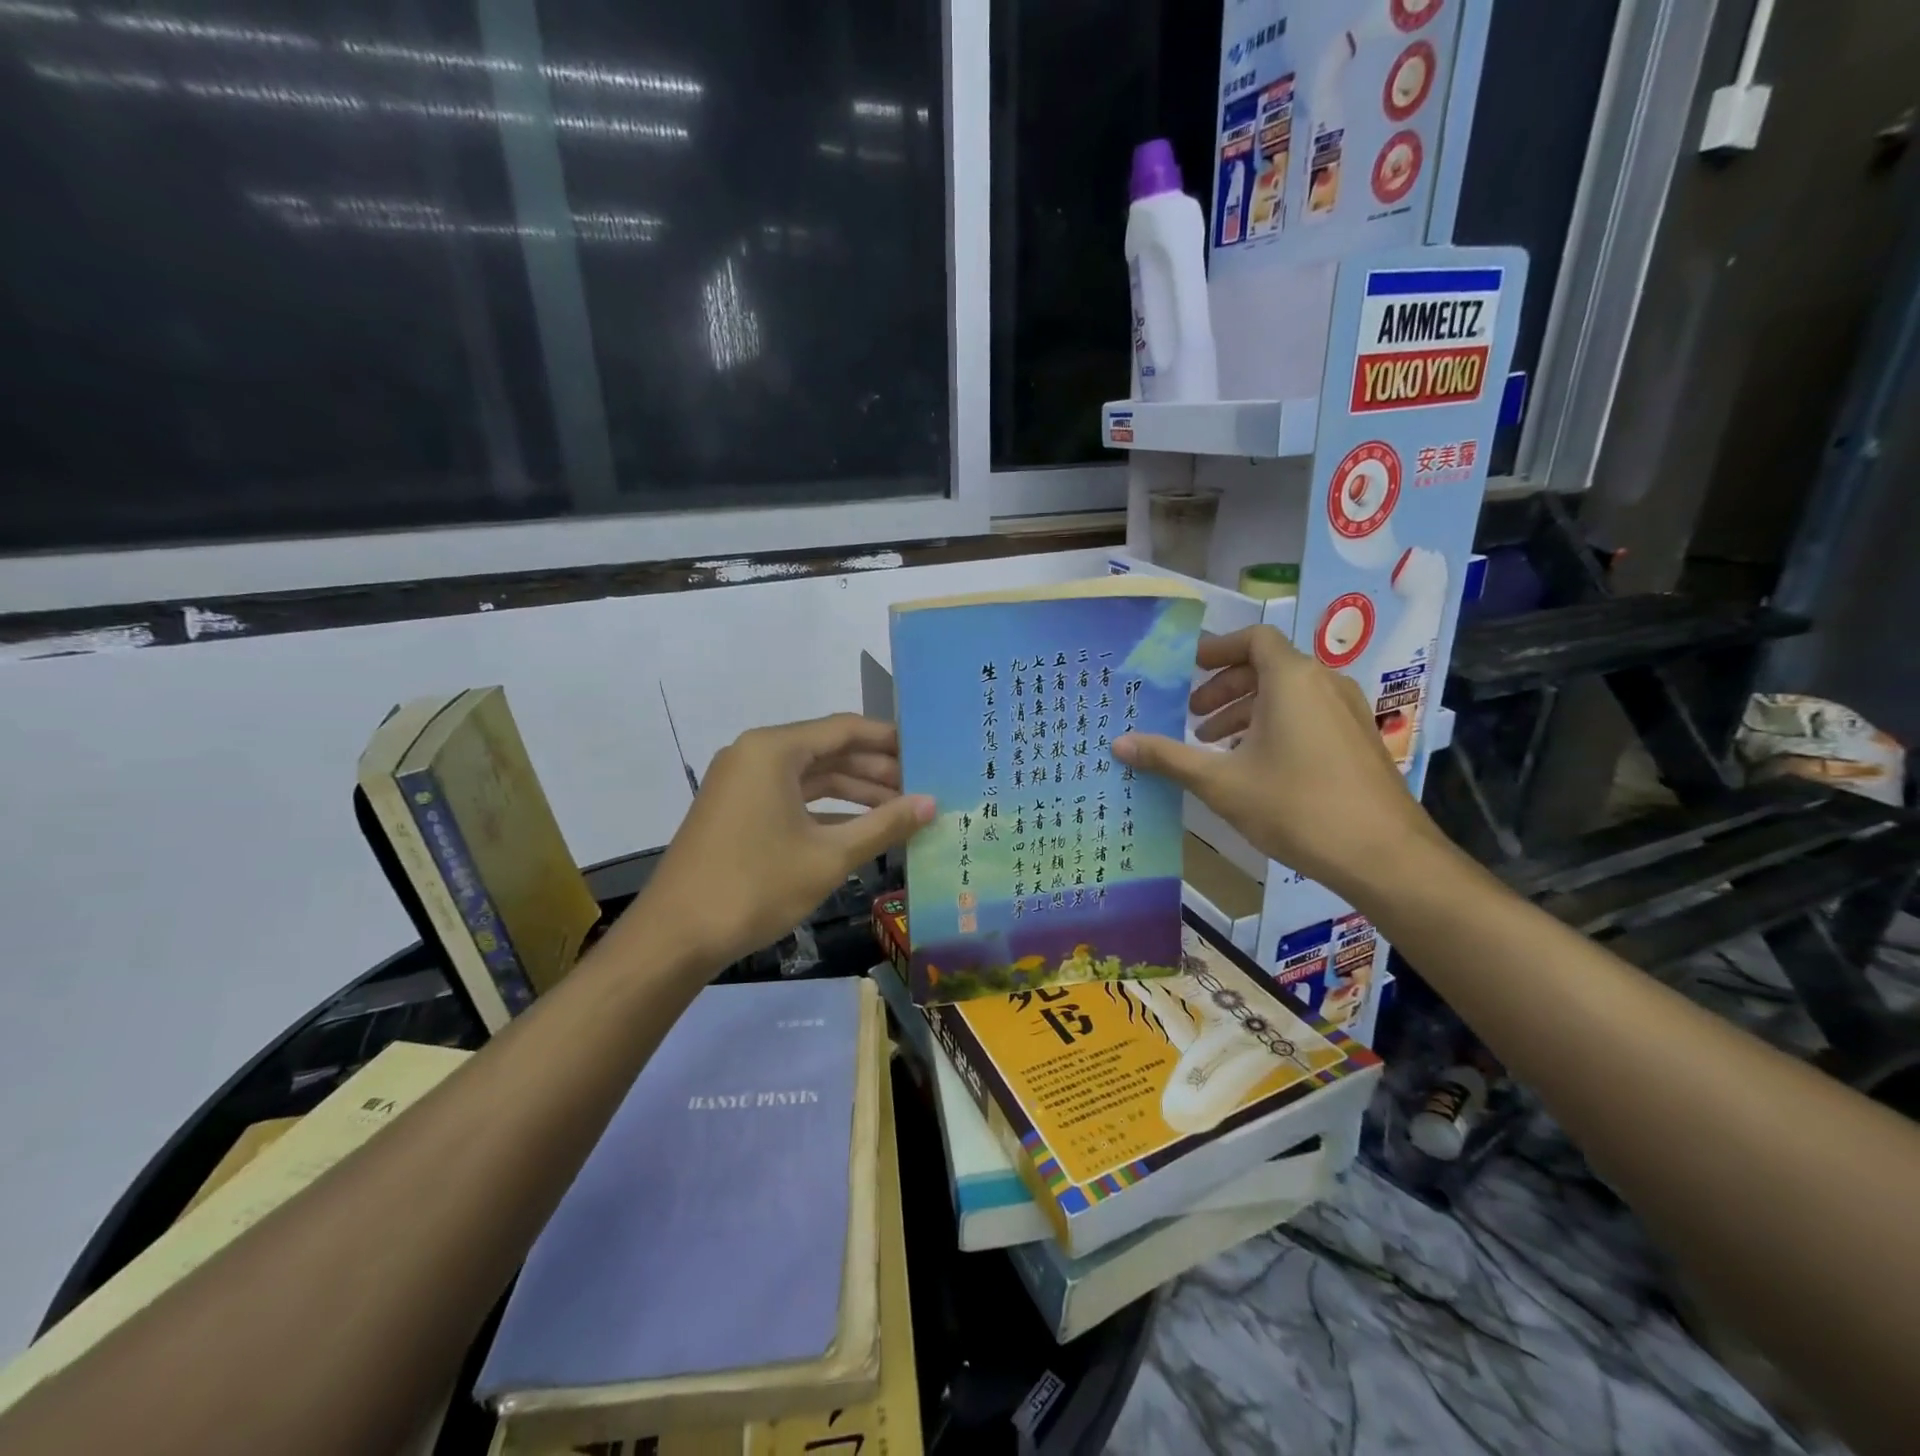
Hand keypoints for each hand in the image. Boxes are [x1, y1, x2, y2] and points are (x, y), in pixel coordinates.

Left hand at [626, 714, 933, 973]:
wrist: (676, 936)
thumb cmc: (756, 886)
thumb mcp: (829, 856)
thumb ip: (884, 825)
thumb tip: (931, 804)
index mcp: (774, 750)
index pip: (845, 729)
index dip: (889, 740)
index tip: (927, 752)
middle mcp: (755, 755)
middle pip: (828, 751)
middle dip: (876, 771)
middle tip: (921, 788)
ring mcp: (742, 783)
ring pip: (811, 777)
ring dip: (855, 793)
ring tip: (901, 811)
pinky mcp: (737, 810)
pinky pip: (791, 798)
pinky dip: (826, 811)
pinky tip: (862, 829)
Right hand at [1112, 626, 1446, 897]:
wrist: (1383, 855)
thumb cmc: (1295, 806)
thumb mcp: (1221, 783)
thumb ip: (1168, 757)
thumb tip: (1118, 743)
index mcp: (1292, 679)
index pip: (1253, 640)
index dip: (1217, 649)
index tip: (1187, 669)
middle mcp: (1324, 683)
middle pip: (1268, 666)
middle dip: (1224, 688)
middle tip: (1192, 718)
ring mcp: (1347, 712)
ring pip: (1288, 694)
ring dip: (1247, 710)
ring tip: (1216, 746)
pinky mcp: (1359, 740)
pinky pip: (1308, 715)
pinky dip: (1275, 725)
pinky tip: (1255, 766)